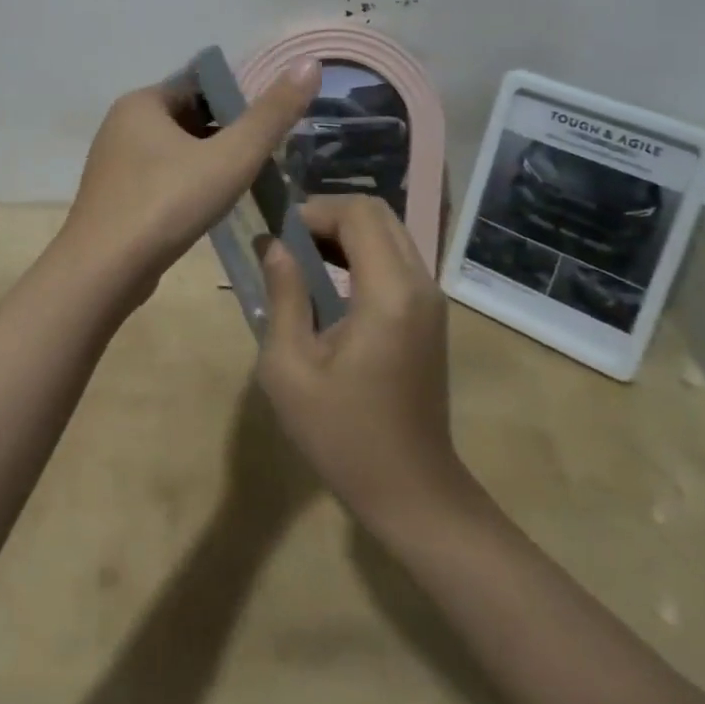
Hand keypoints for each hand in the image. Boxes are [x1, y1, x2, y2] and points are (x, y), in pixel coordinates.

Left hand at [54, 57, 320, 306]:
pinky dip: (189, 185)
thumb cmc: (167, 204)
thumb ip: (272, 115)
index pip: (201, 85)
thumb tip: (309, 63)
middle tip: (268, 158)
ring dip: (210, 162)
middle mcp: (122, 124)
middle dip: (228, 135)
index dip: (240, 100)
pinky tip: (212, 207)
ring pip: (177, 151)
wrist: (103, 274)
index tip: (272, 125)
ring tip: (248, 182)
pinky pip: (162, 178)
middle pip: (190, 118)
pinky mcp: (116, 197)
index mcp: (142, 102)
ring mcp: (115, 163)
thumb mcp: (230, 158)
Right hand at [255, 196, 475, 533]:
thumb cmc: (343, 436)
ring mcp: (431, 298)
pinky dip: (362, 253)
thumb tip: (274, 244)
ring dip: (345, 233)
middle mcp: (419, 283)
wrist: (412, 492)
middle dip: (329, 216)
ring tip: (302, 261)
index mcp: (389, 293)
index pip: (358, 214)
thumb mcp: (291, 369)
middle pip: (378, 213)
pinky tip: (329, 283)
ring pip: (389, 232)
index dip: (315, 211)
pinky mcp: (430, 314)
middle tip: (288, 244)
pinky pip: (396, 258)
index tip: (279, 236)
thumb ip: (283, 295)